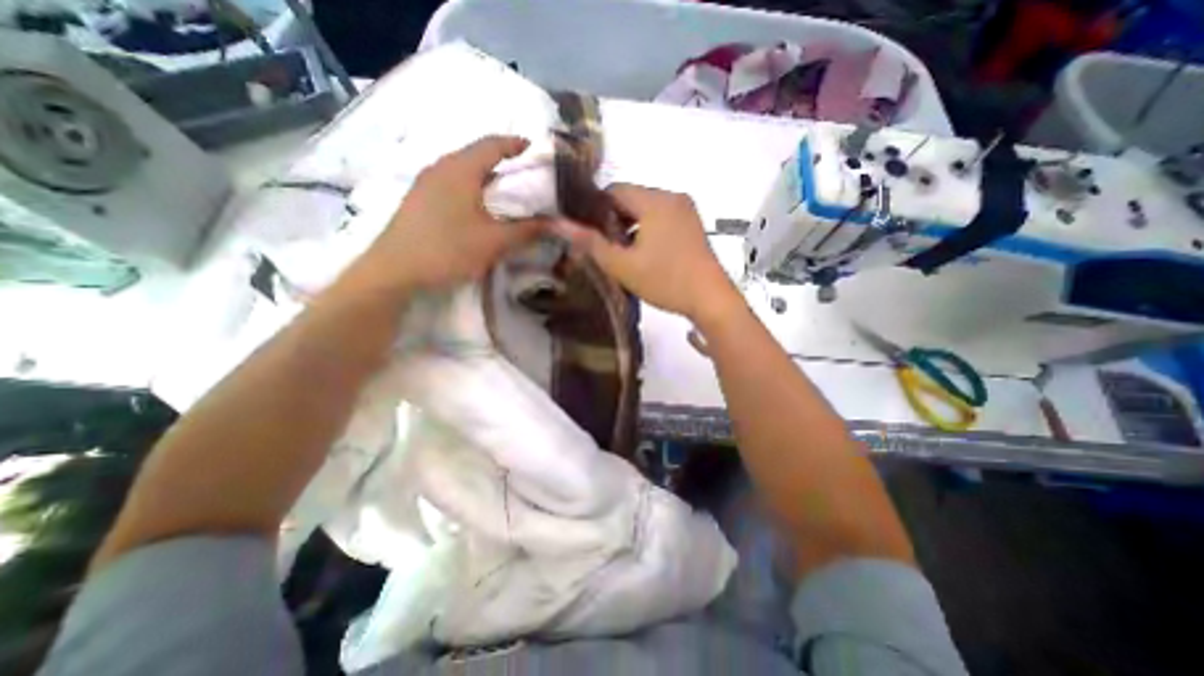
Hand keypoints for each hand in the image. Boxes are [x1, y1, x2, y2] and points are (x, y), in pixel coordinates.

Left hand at [347, 135, 547, 292]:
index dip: (516, 144)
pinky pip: (451, 184)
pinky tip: (478, 208)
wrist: (394, 270)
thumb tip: (557, 224)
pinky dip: (471, 188)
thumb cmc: (448, 249)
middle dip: (502, 161)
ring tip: (506, 192)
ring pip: (462, 170)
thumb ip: (527, 231)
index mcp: (460, 169)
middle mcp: (441, 167)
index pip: (492, 144)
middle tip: (525, 175)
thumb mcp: (494, 242)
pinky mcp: (418, 200)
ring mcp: (426, 183)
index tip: (534, 149)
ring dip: (486, 176)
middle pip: (476, 155)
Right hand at [552, 182, 744, 324]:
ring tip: (625, 255)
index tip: (589, 235)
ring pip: (647, 210)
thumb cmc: (666, 281)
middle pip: (631, 199)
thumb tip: (559, 224)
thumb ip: (590, 243)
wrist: (711, 299)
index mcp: (655, 200)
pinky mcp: (693, 225)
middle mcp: (672, 197)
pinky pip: (662, 218)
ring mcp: (686, 210)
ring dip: (631, 227)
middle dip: (614, 221)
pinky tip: (646, 255)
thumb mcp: (623, 265)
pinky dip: (648, 231)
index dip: (596, 210)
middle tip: (606, 249)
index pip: (614, 191)